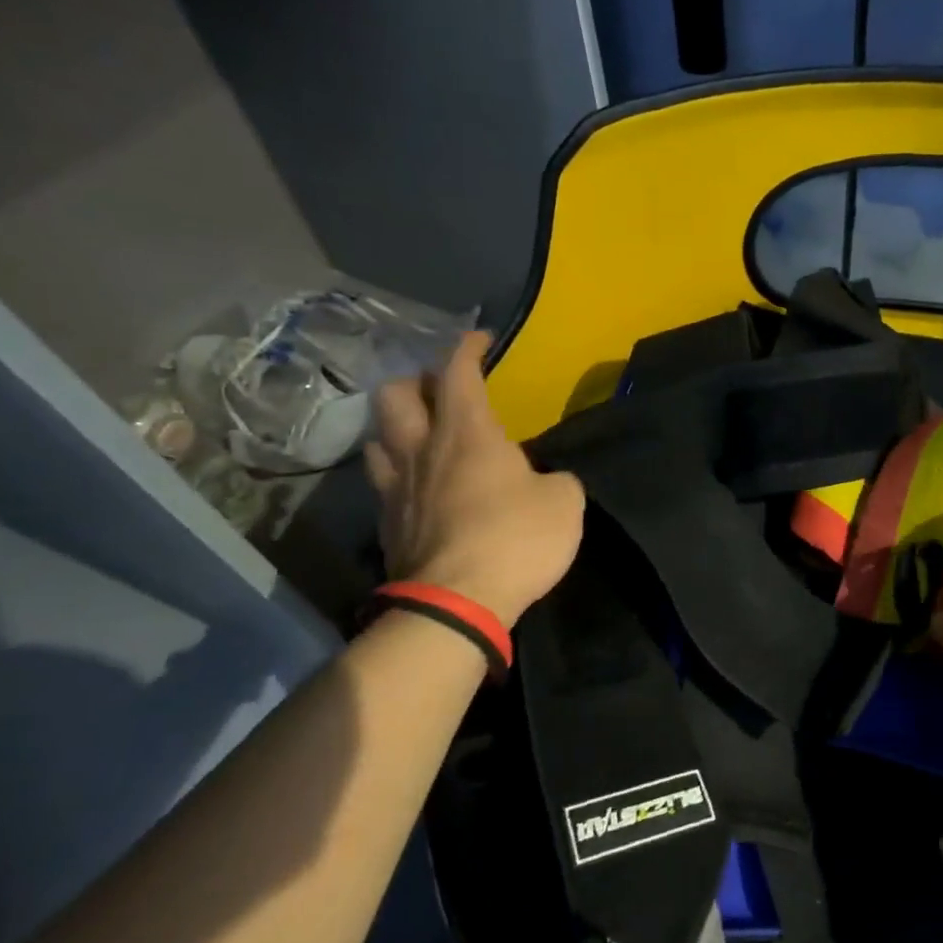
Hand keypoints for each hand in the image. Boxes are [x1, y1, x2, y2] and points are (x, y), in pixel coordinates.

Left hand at [364, 330, 584, 626]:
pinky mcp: (387, 525)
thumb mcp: (564, 502)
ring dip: (397, 427)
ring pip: (378, 437)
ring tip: (420, 436)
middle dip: (417, 381)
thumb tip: (543, 481)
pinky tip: (417, 487)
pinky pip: (382, 483)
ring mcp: (397, 488)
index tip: (479, 339)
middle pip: (396, 394)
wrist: (457, 603)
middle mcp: (423, 450)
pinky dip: (397, 474)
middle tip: (441, 391)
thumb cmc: (517, 539)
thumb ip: (555, 479)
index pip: (459, 372)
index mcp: (468, 434)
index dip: (467, 348)